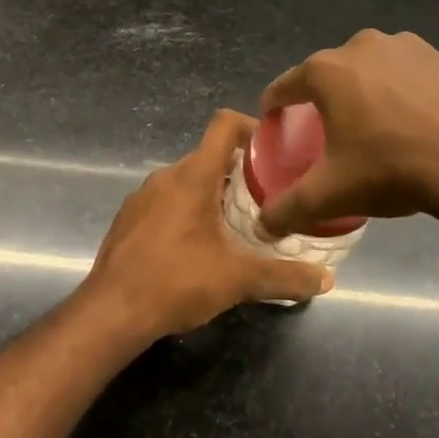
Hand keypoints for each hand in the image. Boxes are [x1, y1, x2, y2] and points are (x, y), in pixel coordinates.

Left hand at [81, 110, 334, 343]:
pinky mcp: (128, 219)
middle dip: (240, 172)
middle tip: (268, 197)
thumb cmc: (177, 282)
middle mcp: (166, 176)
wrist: (111, 312)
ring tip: (237, 223)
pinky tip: (198, 245)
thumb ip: (285, 276)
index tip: (275, 150)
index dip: (252, 127)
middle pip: (209, 157)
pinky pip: (165, 202)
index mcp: (193, 176)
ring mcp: (142, 197)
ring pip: (186, 181)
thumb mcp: (239, 280)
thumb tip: (326, 280)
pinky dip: (186, 211)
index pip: (224, 125)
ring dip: (213, 194)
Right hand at [258, 29, 438, 236]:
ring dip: (365, 94)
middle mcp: (363, 46)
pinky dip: (402, 95)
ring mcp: (408, 47)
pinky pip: (407, 76)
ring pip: (371, 72)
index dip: (274, 106)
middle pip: (329, 76)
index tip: (274, 123)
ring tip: (374, 130)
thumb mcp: (332, 195)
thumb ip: (288, 209)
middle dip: (324, 101)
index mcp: (328, 71)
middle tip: (328, 136)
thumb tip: (263, 227)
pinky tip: (414, 126)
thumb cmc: (393, 169)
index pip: (285, 86)